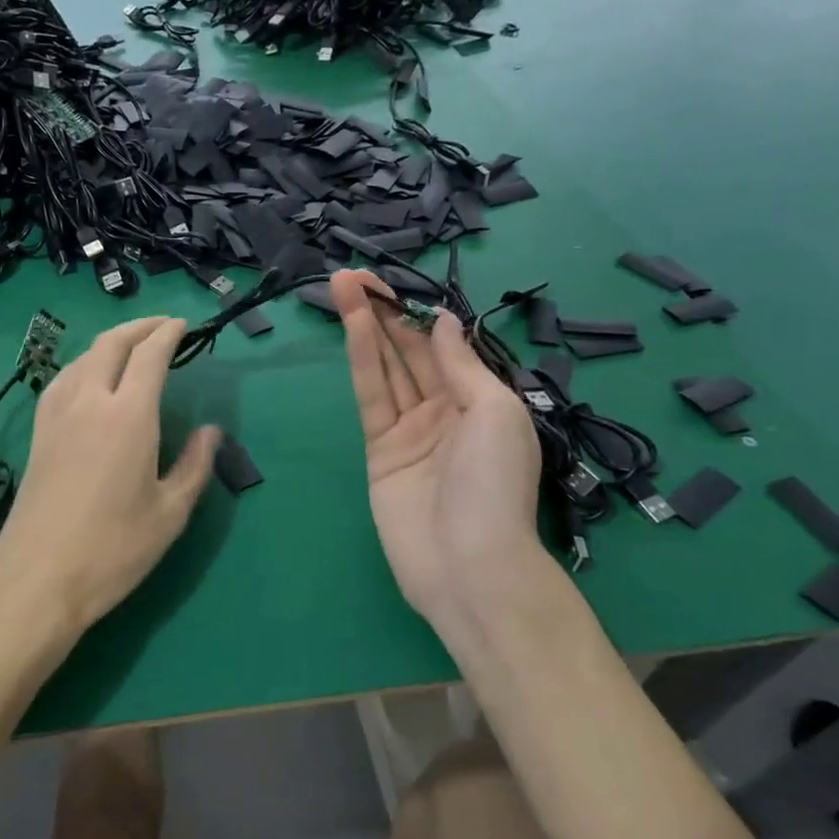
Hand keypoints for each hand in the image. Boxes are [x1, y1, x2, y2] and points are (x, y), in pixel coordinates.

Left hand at [0, 316, 219, 649]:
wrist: (38, 579)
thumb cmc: (113, 550)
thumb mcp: (170, 514)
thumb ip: (195, 466)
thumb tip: (211, 431)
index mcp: (128, 416)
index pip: (149, 355)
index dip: (168, 334)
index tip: (183, 326)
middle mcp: (89, 402)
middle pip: (111, 344)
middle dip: (139, 327)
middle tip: (163, 327)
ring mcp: (56, 416)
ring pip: (83, 358)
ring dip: (110, 342)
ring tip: (131, 348)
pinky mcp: (38, 434)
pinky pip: (61, 380)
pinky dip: (83, 364)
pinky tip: (89, 379)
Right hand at [329, 270, 542, 624]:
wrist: (468, 564)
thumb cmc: (495, 485)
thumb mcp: (494, 412)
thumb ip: (461, 365)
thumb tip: (442, 321)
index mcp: (481, 401)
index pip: (443, 346)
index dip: (418, 312)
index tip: (392, 281)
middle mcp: (444, 410)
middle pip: (409, 352)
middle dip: (385, 312)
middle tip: (353, 275)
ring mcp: (409, 431)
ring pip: (386, 368)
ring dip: (366, 327)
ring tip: (344, 287)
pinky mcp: (380, 451)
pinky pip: (371, 398)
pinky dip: (362, 362)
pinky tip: (354, 329)